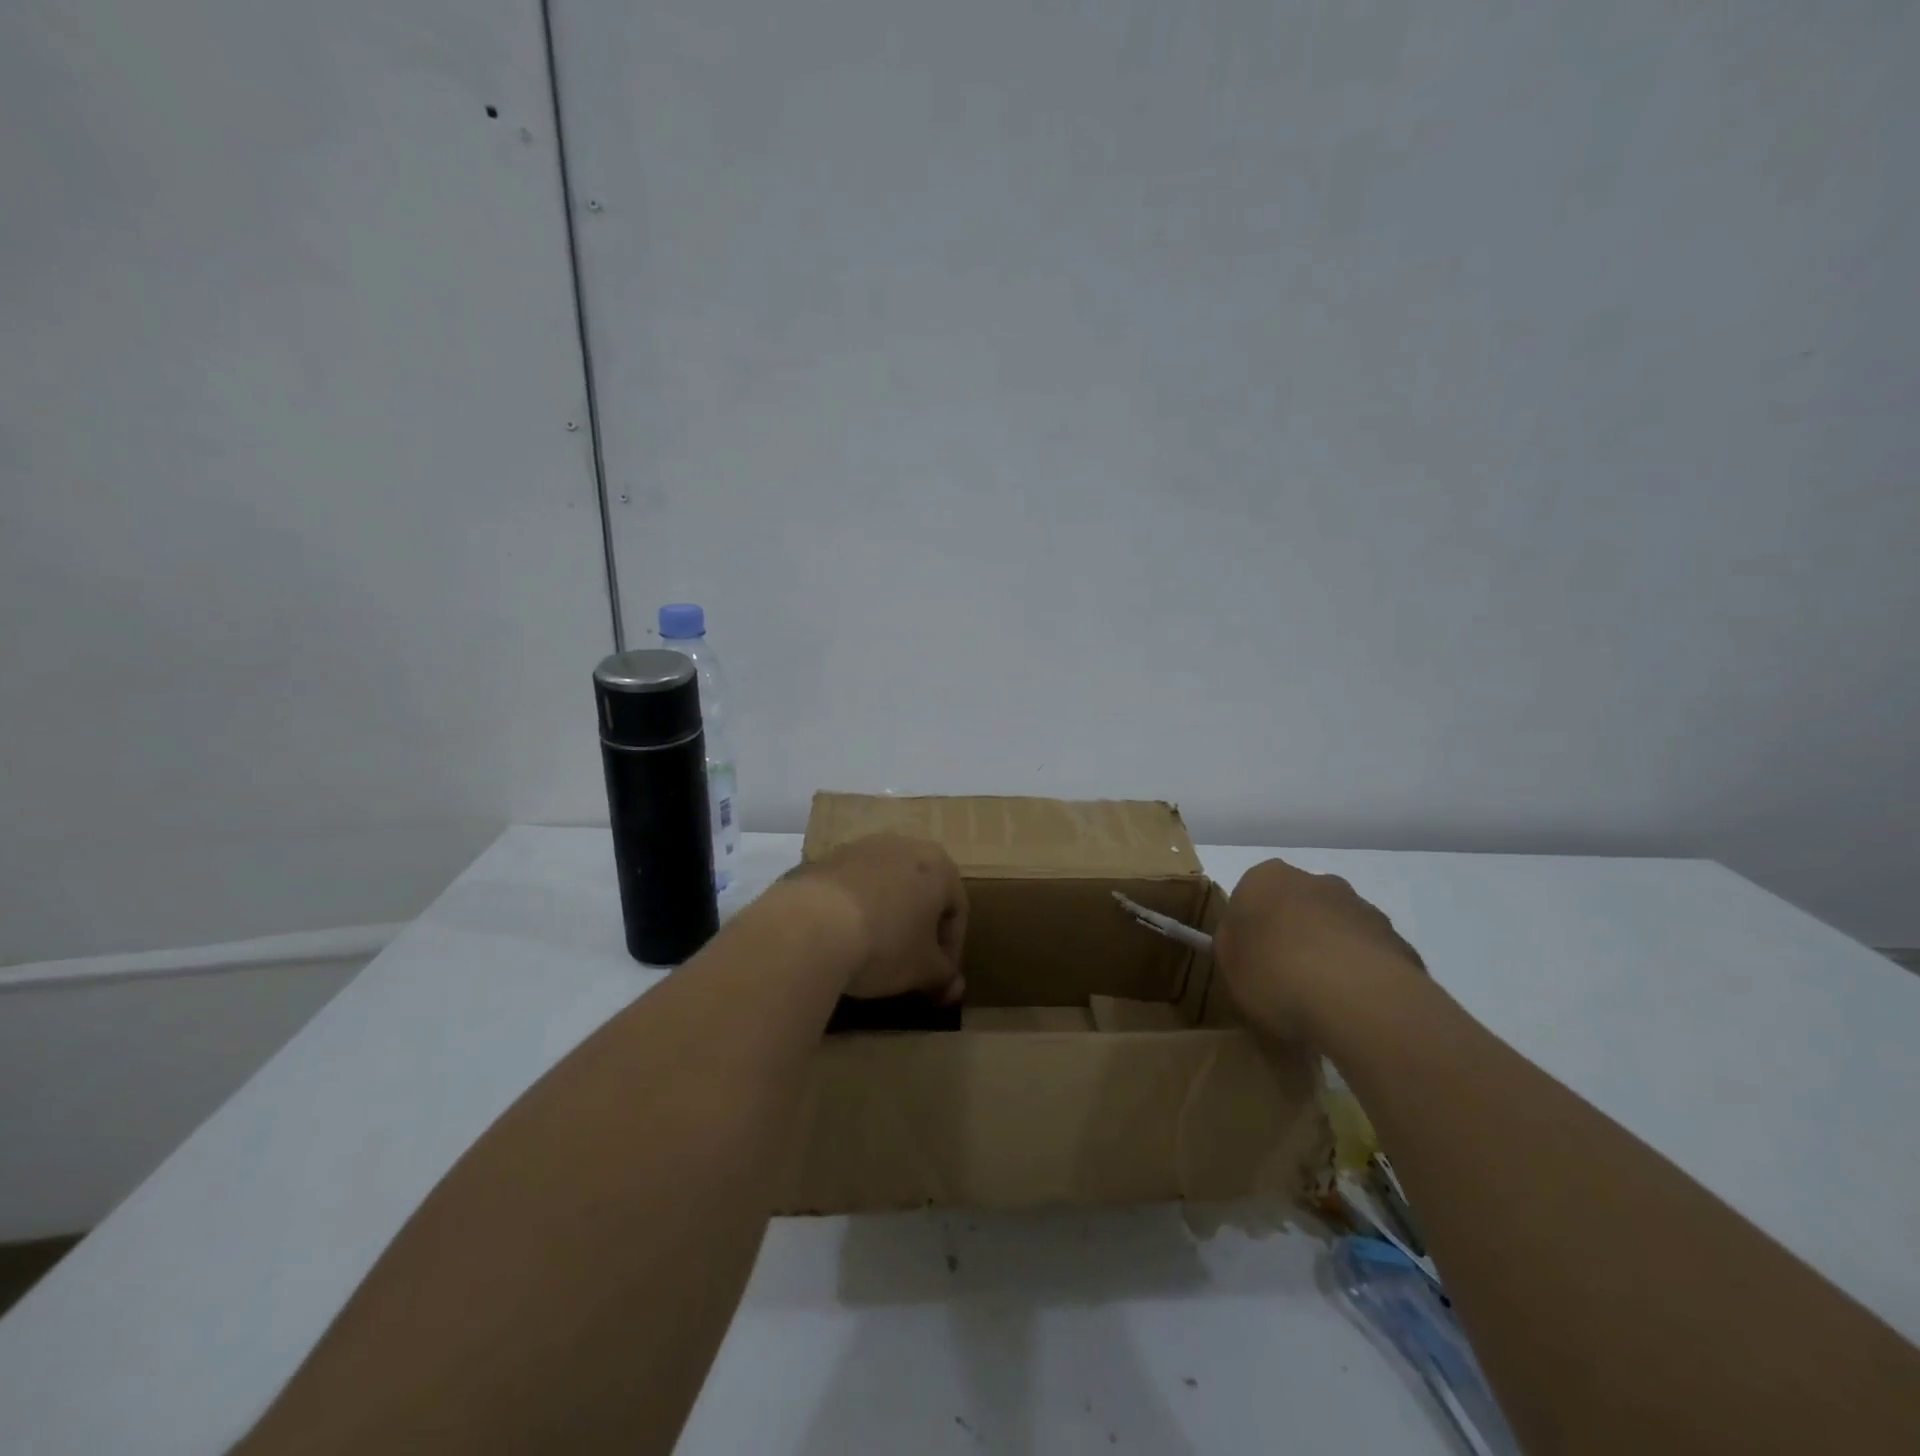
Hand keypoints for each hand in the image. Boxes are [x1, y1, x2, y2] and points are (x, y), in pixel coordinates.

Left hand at [792, 834, 967, 1002]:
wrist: (810, 925)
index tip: (938, 978)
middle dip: (919, 927)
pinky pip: (851, 888)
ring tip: (872, 951)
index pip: (957, 909)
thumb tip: (954, 988)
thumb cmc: (884, 944)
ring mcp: (860, 848)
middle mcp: (903, 846)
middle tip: (911, 963)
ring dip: (886, 915)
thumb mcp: (922, 970)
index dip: (951, 949)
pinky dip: (853, 910)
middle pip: (921, 891)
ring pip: (885, 886)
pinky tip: (842, 939)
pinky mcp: (824, 859)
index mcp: (938, 865)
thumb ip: (944, 976)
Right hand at [1215, 858, 1424, 1042]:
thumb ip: (1232, 947)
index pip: (1250, 895)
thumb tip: (1243, 945)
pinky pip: (1369, 956)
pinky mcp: (1396, 939)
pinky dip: (1360, 975)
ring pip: (1336, 928)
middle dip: (1292, 934)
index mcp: (1265, 878)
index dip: (1250, 930)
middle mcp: (1315, 880)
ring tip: (1322, 1002)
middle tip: (1284, 979)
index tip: (1250, 961)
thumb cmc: (1274, 973)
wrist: (1356, 998)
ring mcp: (1360, 907)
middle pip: (1297, 906)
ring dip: (1329, 953)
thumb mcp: (1228, 966)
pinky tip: (1354, 1008)